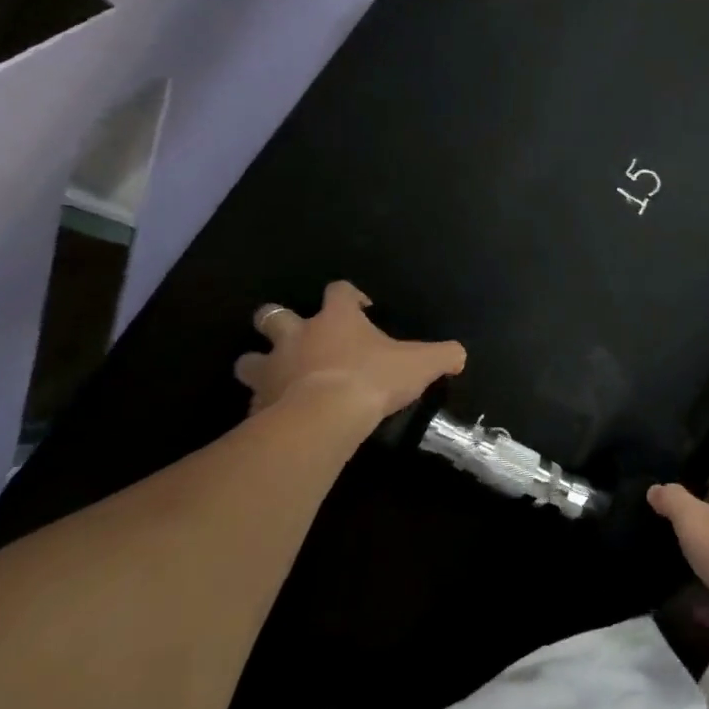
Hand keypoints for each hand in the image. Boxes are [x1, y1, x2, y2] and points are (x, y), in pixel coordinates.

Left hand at [233, 281, 464, 427]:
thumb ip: (444, 355)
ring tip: (275, 378)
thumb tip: (459, 356)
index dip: (349, 295)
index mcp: (336, 319)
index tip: (362, 308)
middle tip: (296, 336)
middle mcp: (297, 335)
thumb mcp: (422, 364)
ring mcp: (272, 369)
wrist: (323, 417)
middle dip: (277, 322)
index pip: (338, 291)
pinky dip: (263, 406)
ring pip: (248, 359)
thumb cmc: (373, 379)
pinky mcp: (257, 404)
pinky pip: (253, 401)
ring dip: (258, 364)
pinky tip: (277, 418)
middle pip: (272, 315)